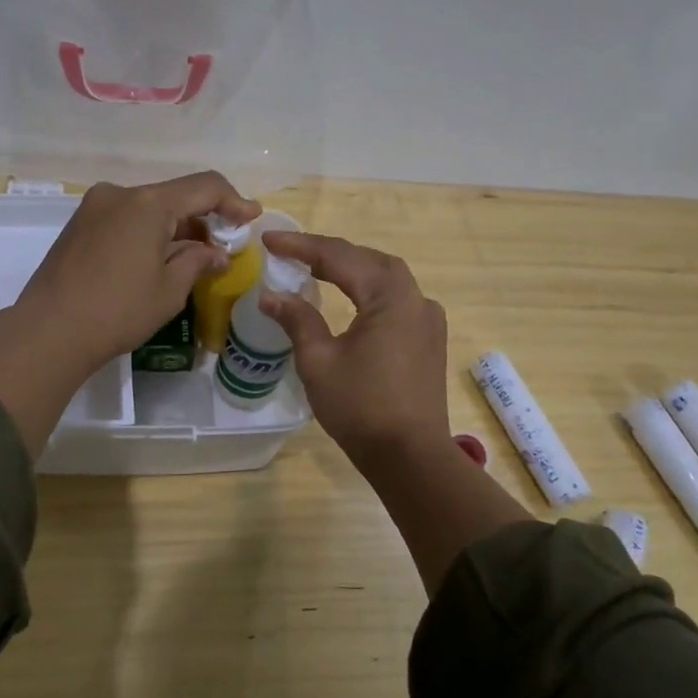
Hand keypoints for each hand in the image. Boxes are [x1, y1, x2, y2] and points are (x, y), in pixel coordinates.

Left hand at [17, 172, 260, 371]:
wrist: (48, 332)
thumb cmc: (118, 310)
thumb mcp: (169, 289)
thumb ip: (198, 261)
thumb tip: (216, 254)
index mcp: (147, 203)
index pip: (204, 187)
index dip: (233, 201)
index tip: (252, 218)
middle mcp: (120, 194)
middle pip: (175, 195)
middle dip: (204, 218)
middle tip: (225, 247)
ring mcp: (95, 207)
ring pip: (150, 208)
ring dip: (177, 227)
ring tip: (194, 258)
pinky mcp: (80, 225)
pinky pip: (127, 218)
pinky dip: (150, 232)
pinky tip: (159, 258)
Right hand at [258, 232, 451, 464]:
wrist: (410, 456)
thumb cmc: (361, 407)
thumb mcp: (319, 361)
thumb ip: (297, 320)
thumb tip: (270, 296)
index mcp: (390, 298)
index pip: (340, 257)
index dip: (302, 246)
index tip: (269, 241)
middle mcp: (416, 299)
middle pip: (369, 259)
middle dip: (329, 252)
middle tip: (291, 252)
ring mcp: (427, 319)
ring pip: (386, 277)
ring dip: (352, 267)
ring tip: (316, 267)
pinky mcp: (428, 339)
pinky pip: (397, 299)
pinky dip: (369, 288)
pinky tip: (351, 297)